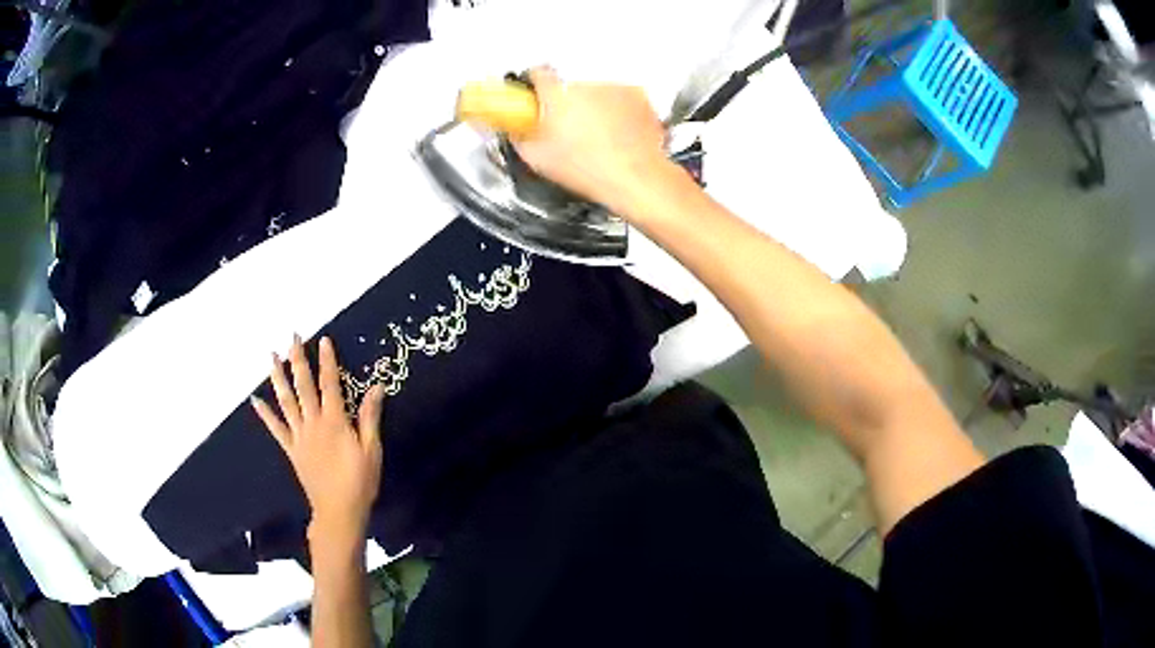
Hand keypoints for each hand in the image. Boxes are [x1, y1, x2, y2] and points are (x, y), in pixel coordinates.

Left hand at [251, 335, 385, 543]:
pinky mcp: (291, 449)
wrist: (339, 511)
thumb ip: (370, 417)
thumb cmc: (360, 482)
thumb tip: (376, 386)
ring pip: (286, 401)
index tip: (323, 340)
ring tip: (271, 357)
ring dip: (278, 377)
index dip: (327, 361)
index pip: (330, 384)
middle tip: (292, 337)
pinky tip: (255, 399)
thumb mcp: (372, 450)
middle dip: (298, 359)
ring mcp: (299, 436)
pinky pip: (276, 428)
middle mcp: (314, 423)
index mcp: (335, 421)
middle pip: (303, 386)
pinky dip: (265, 413)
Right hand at [513, 68, 671, 212]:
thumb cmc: (591, 169)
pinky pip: (621, 99)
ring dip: (594, 108)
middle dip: (567, 104)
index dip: (533, 83)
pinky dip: (619, 111)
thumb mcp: (537, 159)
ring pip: (596, 93)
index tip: (533, 93)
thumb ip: (519, 136)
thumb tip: (515, 130)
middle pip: (569, 88)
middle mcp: (585, 85)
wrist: (635, 177)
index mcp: (556, 95)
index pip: (537, 73)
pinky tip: (616, 134)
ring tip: (596, 138)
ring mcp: (613, 88)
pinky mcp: (636, 95)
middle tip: (568, 130)